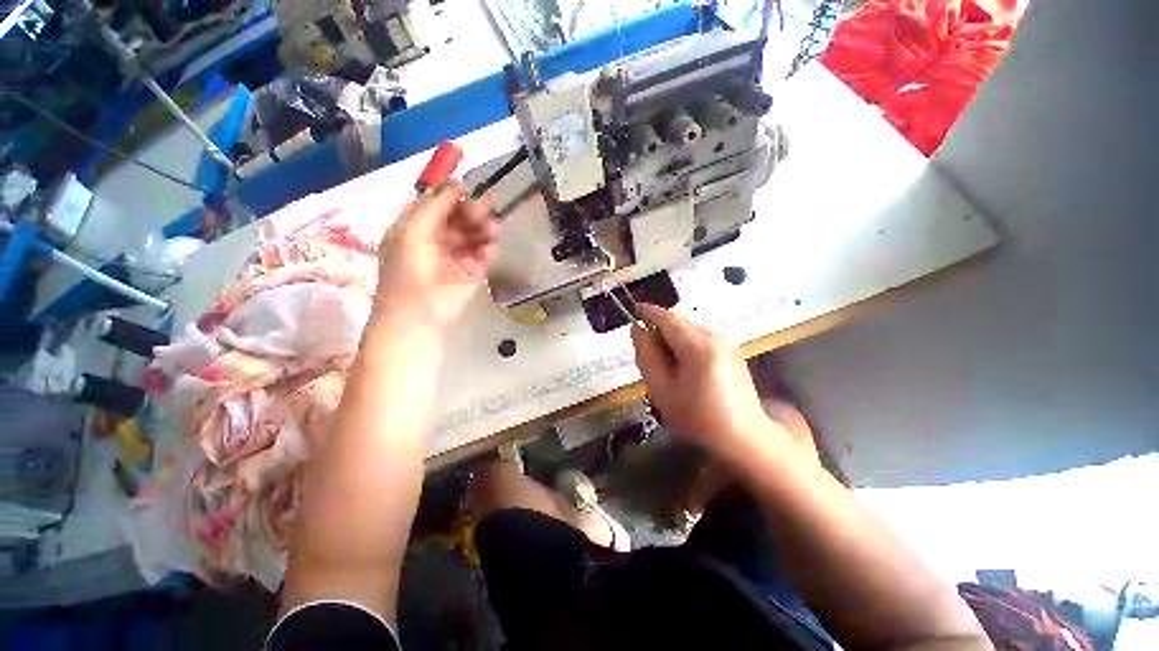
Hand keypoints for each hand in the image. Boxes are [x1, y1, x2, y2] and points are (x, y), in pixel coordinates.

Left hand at [374, 183, 499, 331]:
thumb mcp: (414, 231)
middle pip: (459, 220)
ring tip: (493, 229)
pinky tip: (487, 250)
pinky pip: (483, 257)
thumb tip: (456, 184)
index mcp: (417, 229)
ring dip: (484, 230)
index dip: (453, 196)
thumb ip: (434, 206)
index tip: (470, 189)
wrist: (418, 316)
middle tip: (491, 205)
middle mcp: (437, 241)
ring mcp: (456, 259)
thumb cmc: (408, 271)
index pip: (437, 206)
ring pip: (474, 237)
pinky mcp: (471, 275)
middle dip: (473, 211)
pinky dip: (486, 252)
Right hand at [631, 304, 782, 455]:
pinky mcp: (731, 348)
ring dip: (673, 336)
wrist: (744, 437)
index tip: (631, 312)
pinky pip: (701, 335)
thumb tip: (636, 328)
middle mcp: (714, 335)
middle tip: (649, 354)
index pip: (666, 317)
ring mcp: (726, 340)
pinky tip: (686, 366)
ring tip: (668, 365)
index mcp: (697, 346)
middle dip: (659, 328)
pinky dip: (686, 342)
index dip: (646, 311)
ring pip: (689, 327)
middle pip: (678, 320)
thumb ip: (646, 355)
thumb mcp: (662, 390)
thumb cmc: (698, 418)